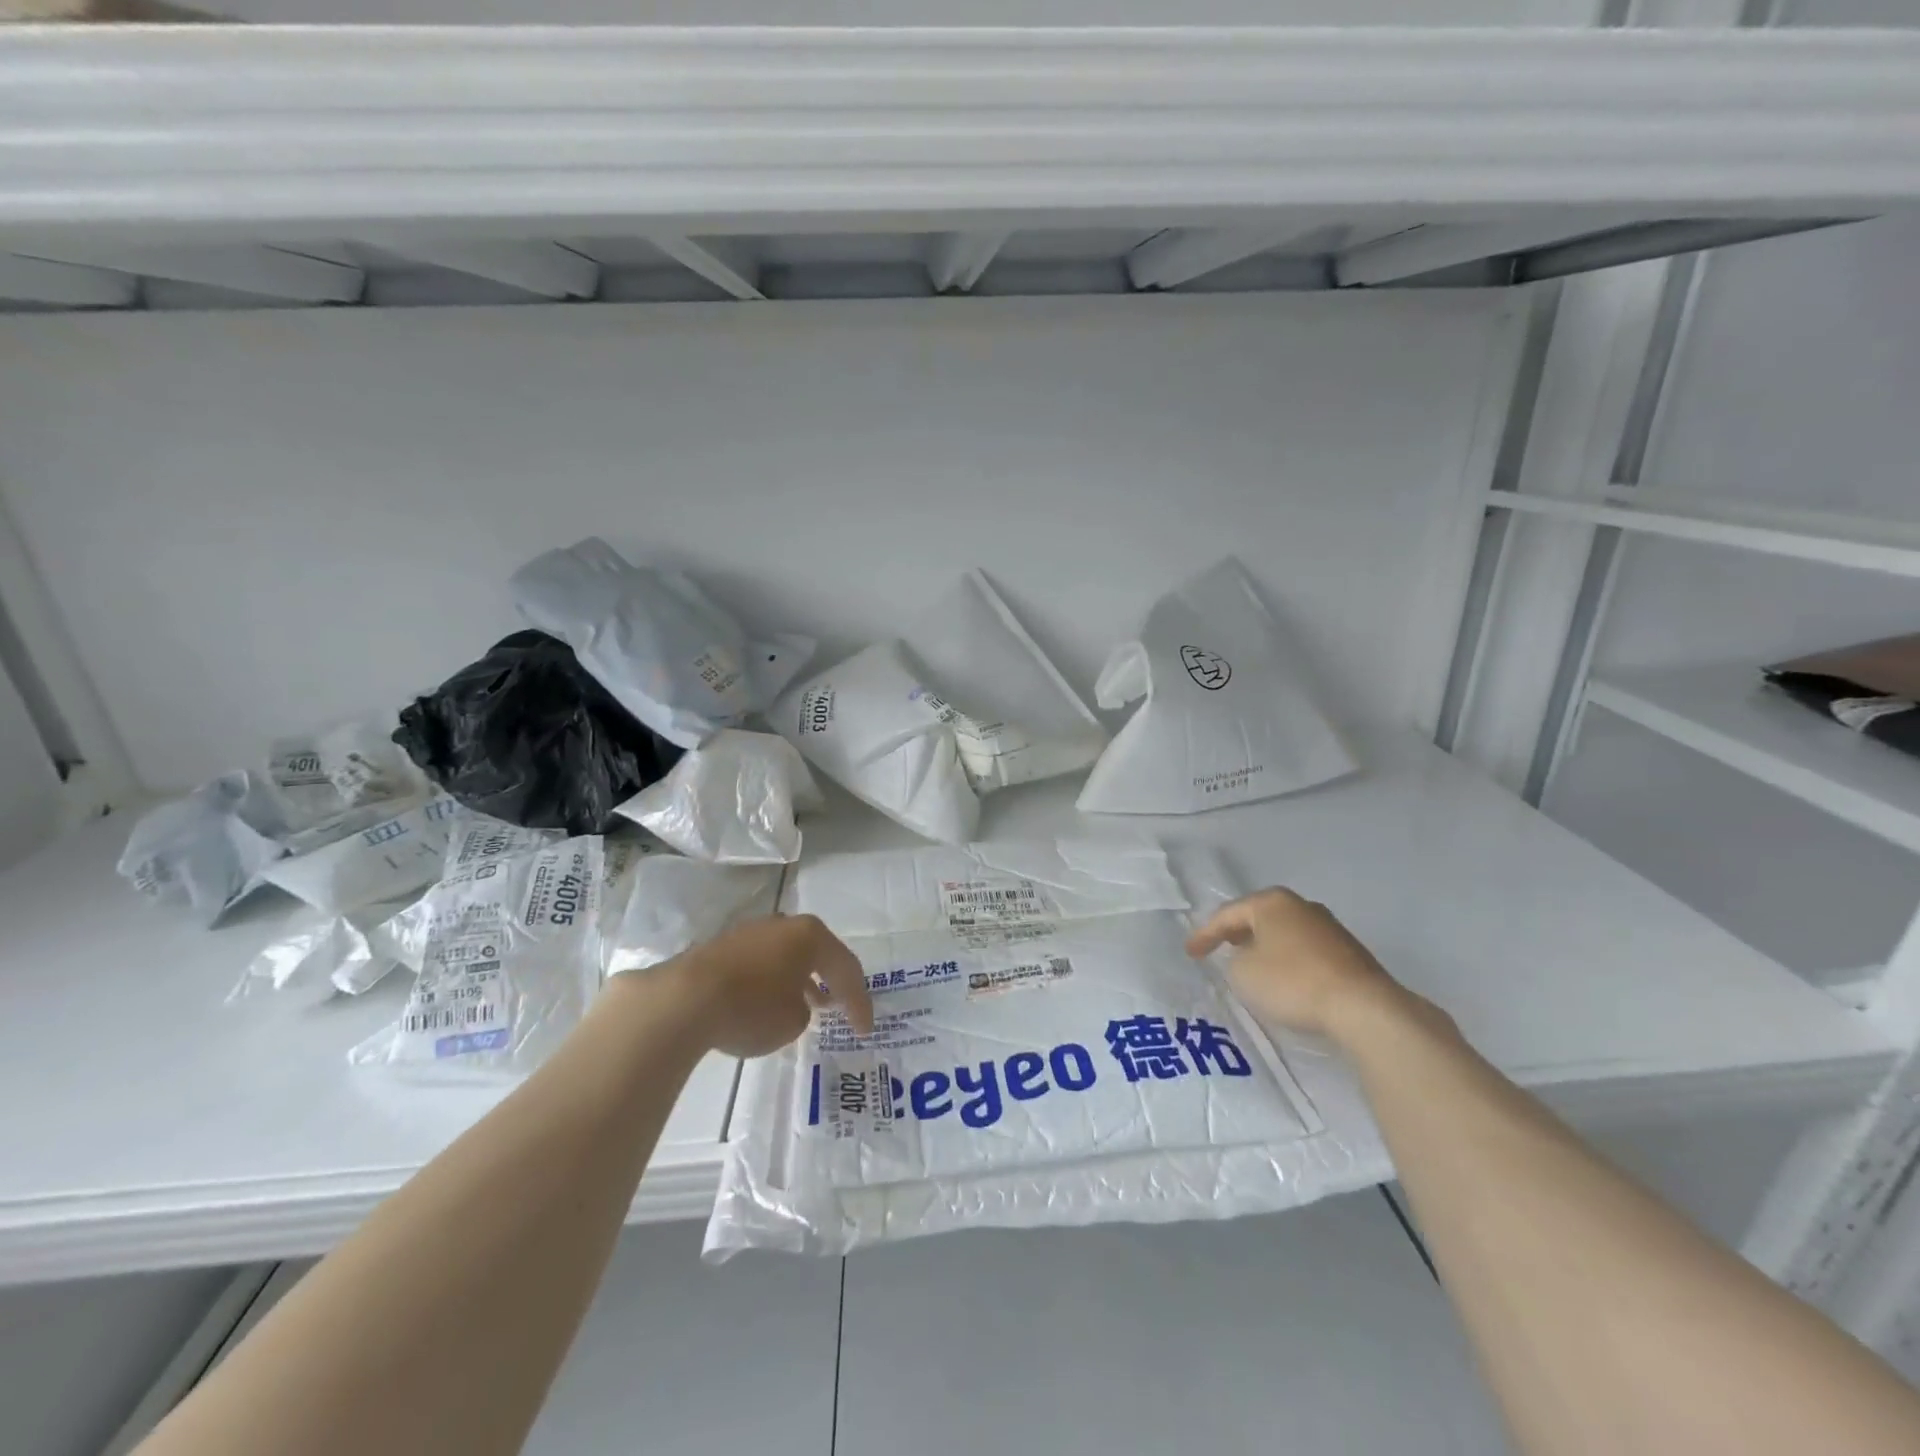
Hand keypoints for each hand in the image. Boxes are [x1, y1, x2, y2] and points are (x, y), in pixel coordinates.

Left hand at [664, 914, 873, 1058]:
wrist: (683, 1000)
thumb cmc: (751, 1008)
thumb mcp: (792, 1021)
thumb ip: (803, 1010)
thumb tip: (791, 1002)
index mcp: (809, 934)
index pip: (846, 968)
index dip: (859, 1002)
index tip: (864, 1030)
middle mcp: (782, 925)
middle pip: (816, 952)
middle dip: (830, 980)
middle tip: (841, 1005)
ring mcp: (749, 932)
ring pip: (785, 956)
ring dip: (799, 979)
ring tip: (807, 1005)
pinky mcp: (721, 947)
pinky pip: (759, 964)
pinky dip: (770, 982)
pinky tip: (767, 1002)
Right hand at [1186, 888, 1413, 1044]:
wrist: (1363, 1008)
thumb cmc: (1292, 982)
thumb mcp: (1242, 973)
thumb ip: (1233, 961)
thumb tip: (1248, 958)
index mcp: (1271, 902)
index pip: (1227, 914)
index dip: (1204, 934)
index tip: (1190, 953)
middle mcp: (1301, 906)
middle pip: (1259, 917)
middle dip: (1238, 932)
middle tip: (1220, 947)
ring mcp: (1329, 928)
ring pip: (1285, 933)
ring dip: (1266, 946)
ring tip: (1251, 964)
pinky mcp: (1349, 953)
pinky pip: (1306, 952)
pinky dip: (1289, 961)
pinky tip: (1286, 979)